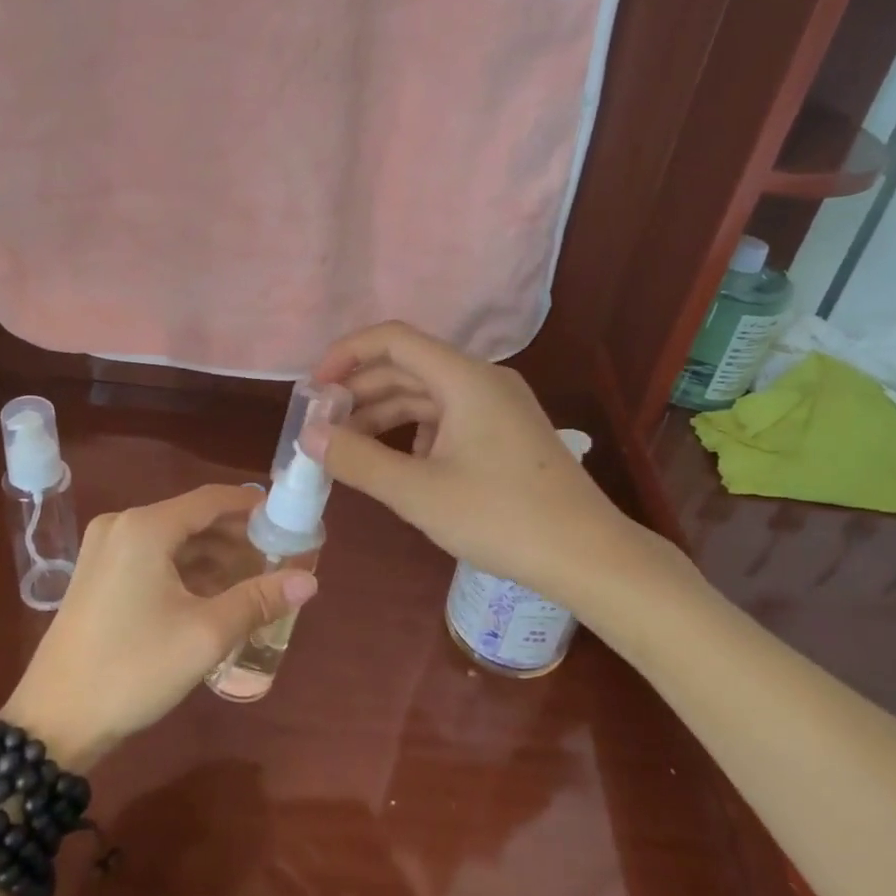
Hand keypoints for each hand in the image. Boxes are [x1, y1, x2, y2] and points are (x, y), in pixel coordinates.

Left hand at [1, 485, 316, 766]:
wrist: (53, 723)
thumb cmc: (133, 670)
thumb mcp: (205, 635)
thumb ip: (258, 599)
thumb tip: (309, 580)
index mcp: (145, 527)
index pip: (211, 499)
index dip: (252, 505)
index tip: (287, 518)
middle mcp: (122, 526)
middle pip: (192, 517)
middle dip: (236, 535)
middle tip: (277, 555)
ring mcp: (104, 550)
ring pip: (173, 538)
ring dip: (212, 554)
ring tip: (253, 577)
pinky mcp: (96, 575)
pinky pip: (152, 556)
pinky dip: (185, 568)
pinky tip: (213, 592)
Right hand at [310, 321, 645, 600]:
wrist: (587, 556)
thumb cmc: (501, 518)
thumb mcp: (418, 492)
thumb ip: (358, 459)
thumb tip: (308, 435)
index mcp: (464, 378)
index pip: (393, 339)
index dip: (346, 354)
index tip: (314, 390)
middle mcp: (483, 380)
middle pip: (408, 367)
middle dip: (360, 392)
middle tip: (321, 426)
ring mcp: (498, 406)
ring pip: (427, 395)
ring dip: (384, 415)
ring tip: (347, 448)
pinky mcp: (506, 433)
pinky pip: (448, 418)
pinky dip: (414, 433)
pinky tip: (398, 465)